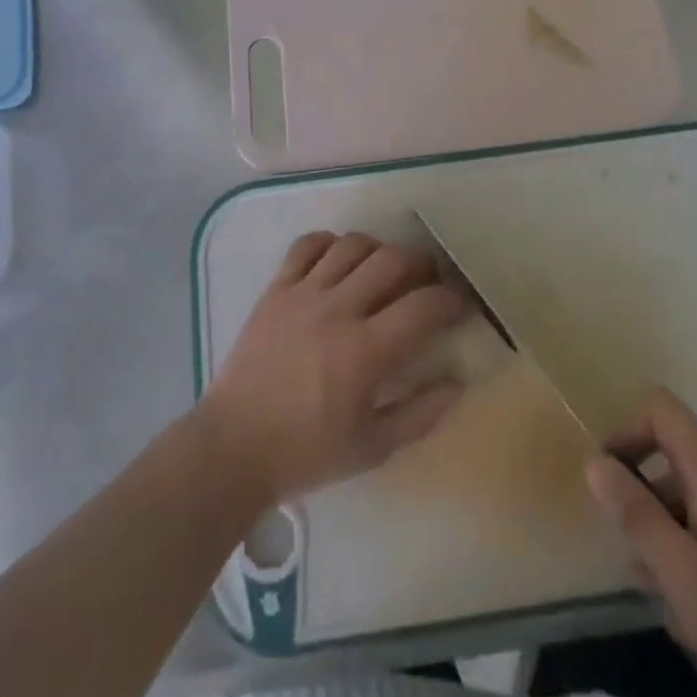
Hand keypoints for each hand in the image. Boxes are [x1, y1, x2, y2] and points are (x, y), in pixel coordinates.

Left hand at [199, 232, 470, 506]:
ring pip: (352, 245)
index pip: (424, 306)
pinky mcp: (276, 289)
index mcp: (365, 352)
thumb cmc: (306, 452)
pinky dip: (330, 244)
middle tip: (428, 280)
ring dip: (378, 250)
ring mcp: (303, 294)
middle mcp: (337, 310)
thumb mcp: (373, 448)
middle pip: (392, 260)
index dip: (452, 300)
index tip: (462, 304)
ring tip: (385, 269)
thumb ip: (421, 413)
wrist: (233, 446)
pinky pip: (307, 245)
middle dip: (422, 264)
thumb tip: (457, 380)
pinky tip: (339, 261)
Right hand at [586, 388, 696, 696]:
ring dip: (666, 540)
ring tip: (668, 604)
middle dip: (642, 503)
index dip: (626, 429)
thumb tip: (593, 461)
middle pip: (670, 460)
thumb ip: (635, 515)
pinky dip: (694, 559)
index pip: (660, 407)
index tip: (610, 480)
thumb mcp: (684, 576)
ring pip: (689, 503)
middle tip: (636, 563)